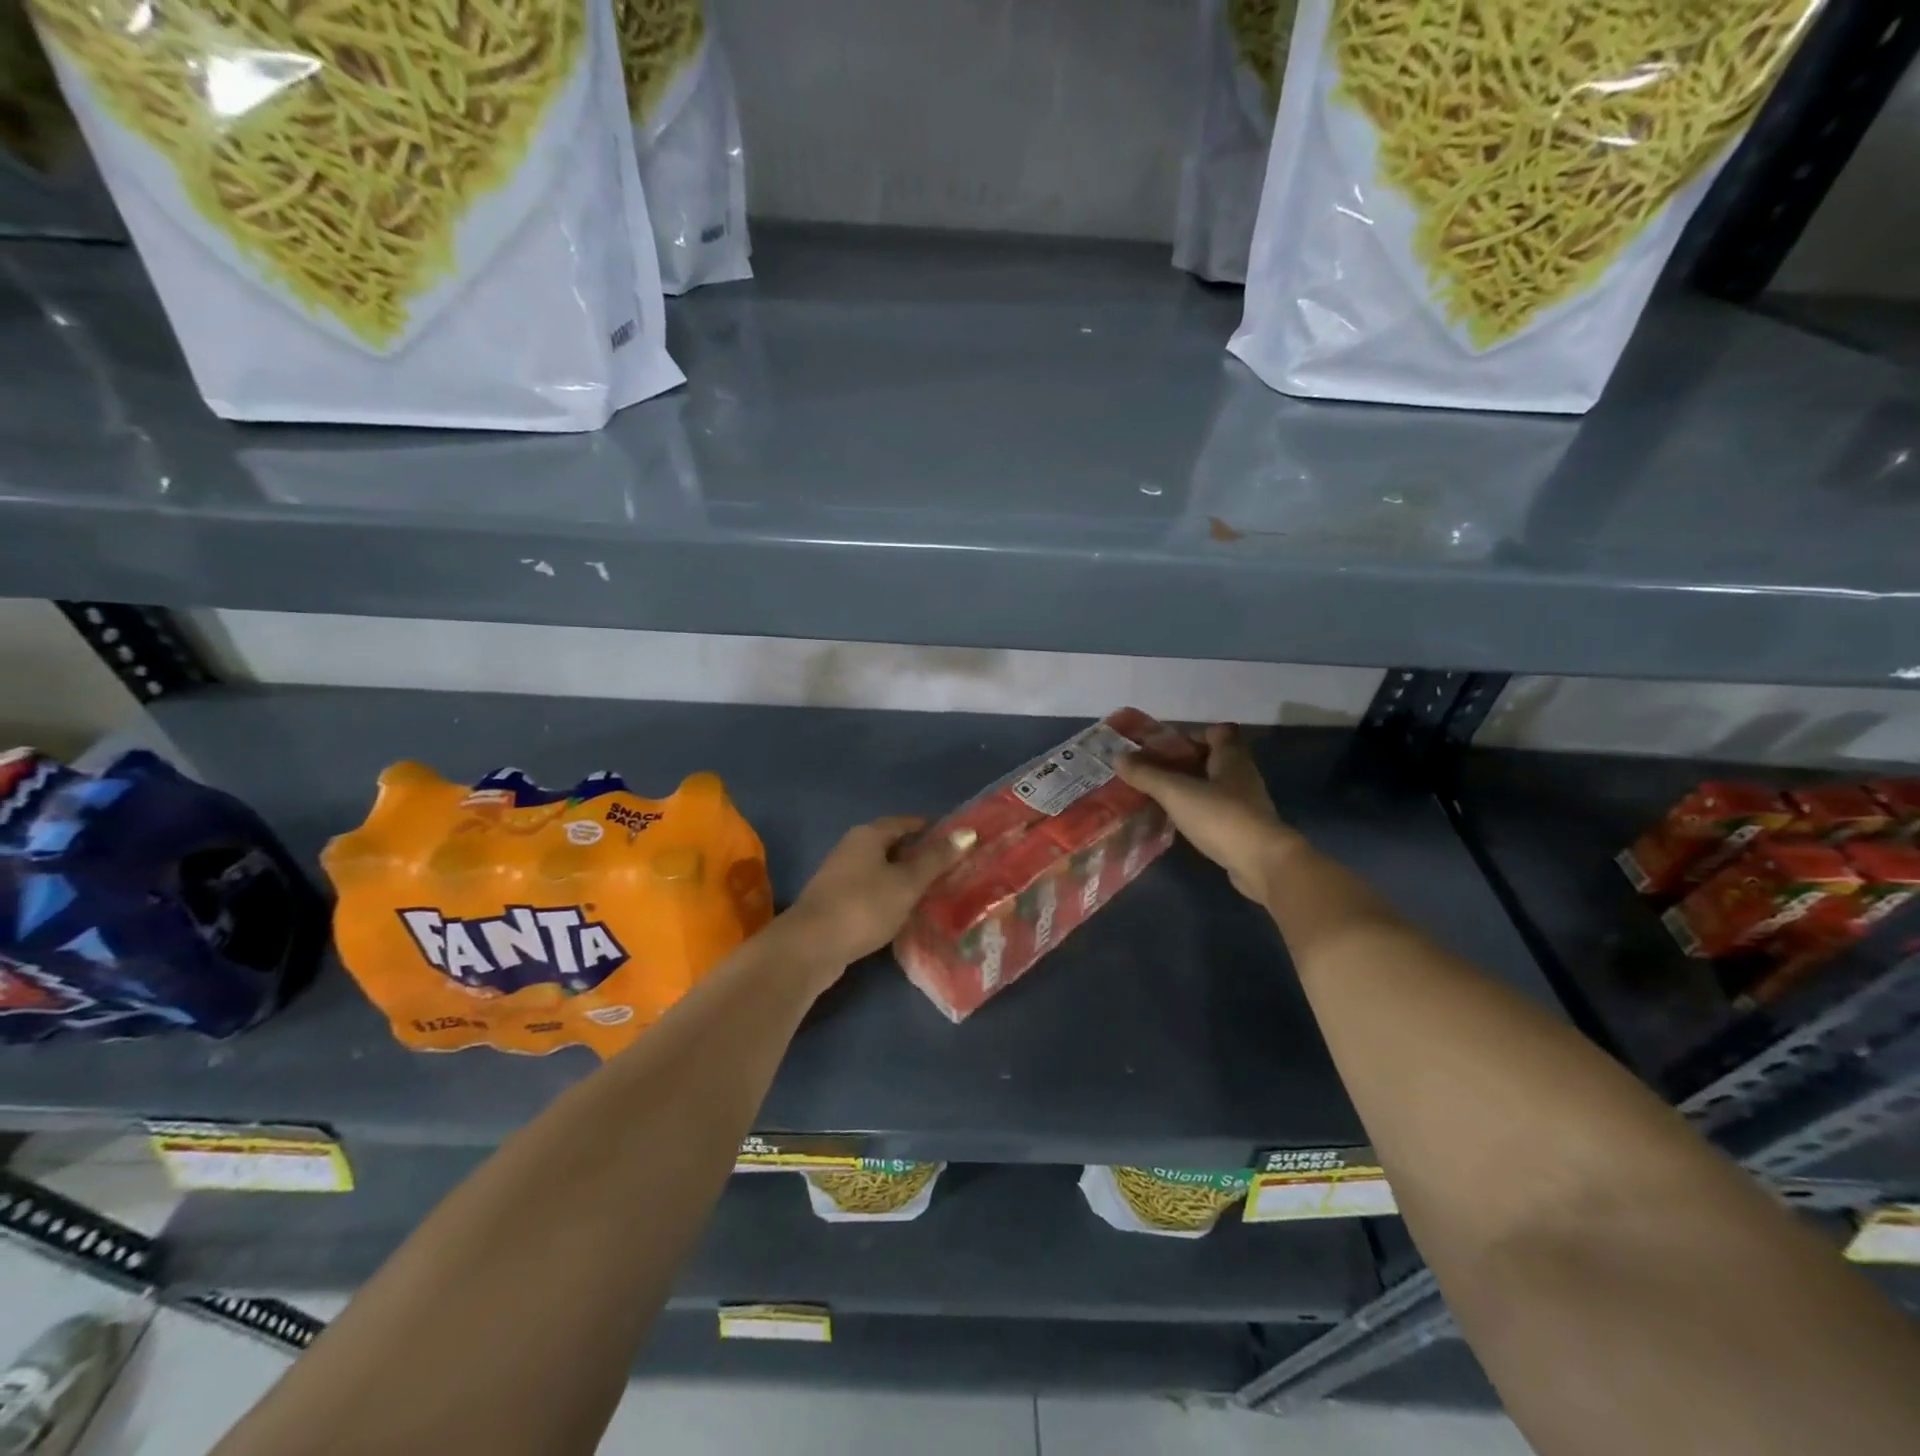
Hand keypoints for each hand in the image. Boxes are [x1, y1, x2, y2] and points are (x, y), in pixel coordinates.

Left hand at [783, 816, 977, 973]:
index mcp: (868, 835)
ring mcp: (841, 875)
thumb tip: (968, 832)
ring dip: (906, 878)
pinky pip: (872, 890)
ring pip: (882, 869)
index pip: (907, 822)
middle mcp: (852, 847)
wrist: (810, 947)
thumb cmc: (863, 906)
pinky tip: (906, 912)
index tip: (958, 842)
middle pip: (893, 845)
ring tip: (936, 892)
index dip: (933, 829)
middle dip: (921, 855)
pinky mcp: (837, 901)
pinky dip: (891, 896)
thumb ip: (936, 859)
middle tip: (953, 869)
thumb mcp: (906, 883)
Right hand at [1115, 724, 1303, 903]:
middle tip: (1152, 771)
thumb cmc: (1221, 816)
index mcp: (1231, 757)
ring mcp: (1246, 802)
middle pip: (1212, 758)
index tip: (1164, 747)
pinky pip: (1216, 809)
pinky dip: (1197, 810)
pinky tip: (1177, 820)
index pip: (1216, 732)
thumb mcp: (1177, 792)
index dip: (1190, 735)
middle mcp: (1242, 774)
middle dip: (1183, 762)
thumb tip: (1117, 757)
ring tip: (1158, 795)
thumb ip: (1147, 775)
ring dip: (1189, 787)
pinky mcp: (1244, 827)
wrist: (1262, 862)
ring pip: (1213, 785)